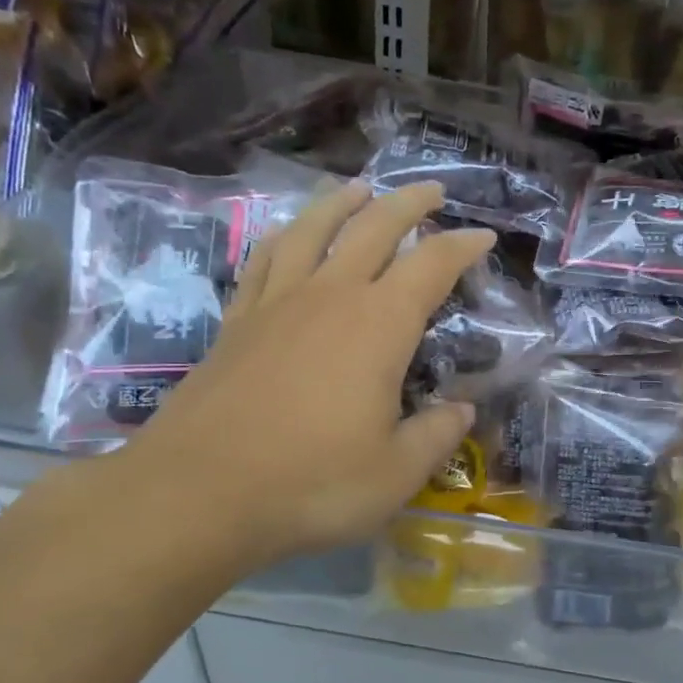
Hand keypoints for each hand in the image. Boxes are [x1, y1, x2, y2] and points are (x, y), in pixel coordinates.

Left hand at [107, 180, 494, 578]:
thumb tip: (461, 410)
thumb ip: (435, 435)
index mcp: (379, 326)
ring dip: (341, 203)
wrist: (198, 493)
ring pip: (312, 230)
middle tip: (431, 191)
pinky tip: (289, 235)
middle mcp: (329, 297)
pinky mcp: (236, 323)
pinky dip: (284, 237)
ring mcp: (276, 305)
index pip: (431, 267)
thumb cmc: (311, 484)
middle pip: (373, 229)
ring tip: (358, 188)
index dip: (461, 247)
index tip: (483, 237)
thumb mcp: (396, 473)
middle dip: (408, 205)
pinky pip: (264, 260)